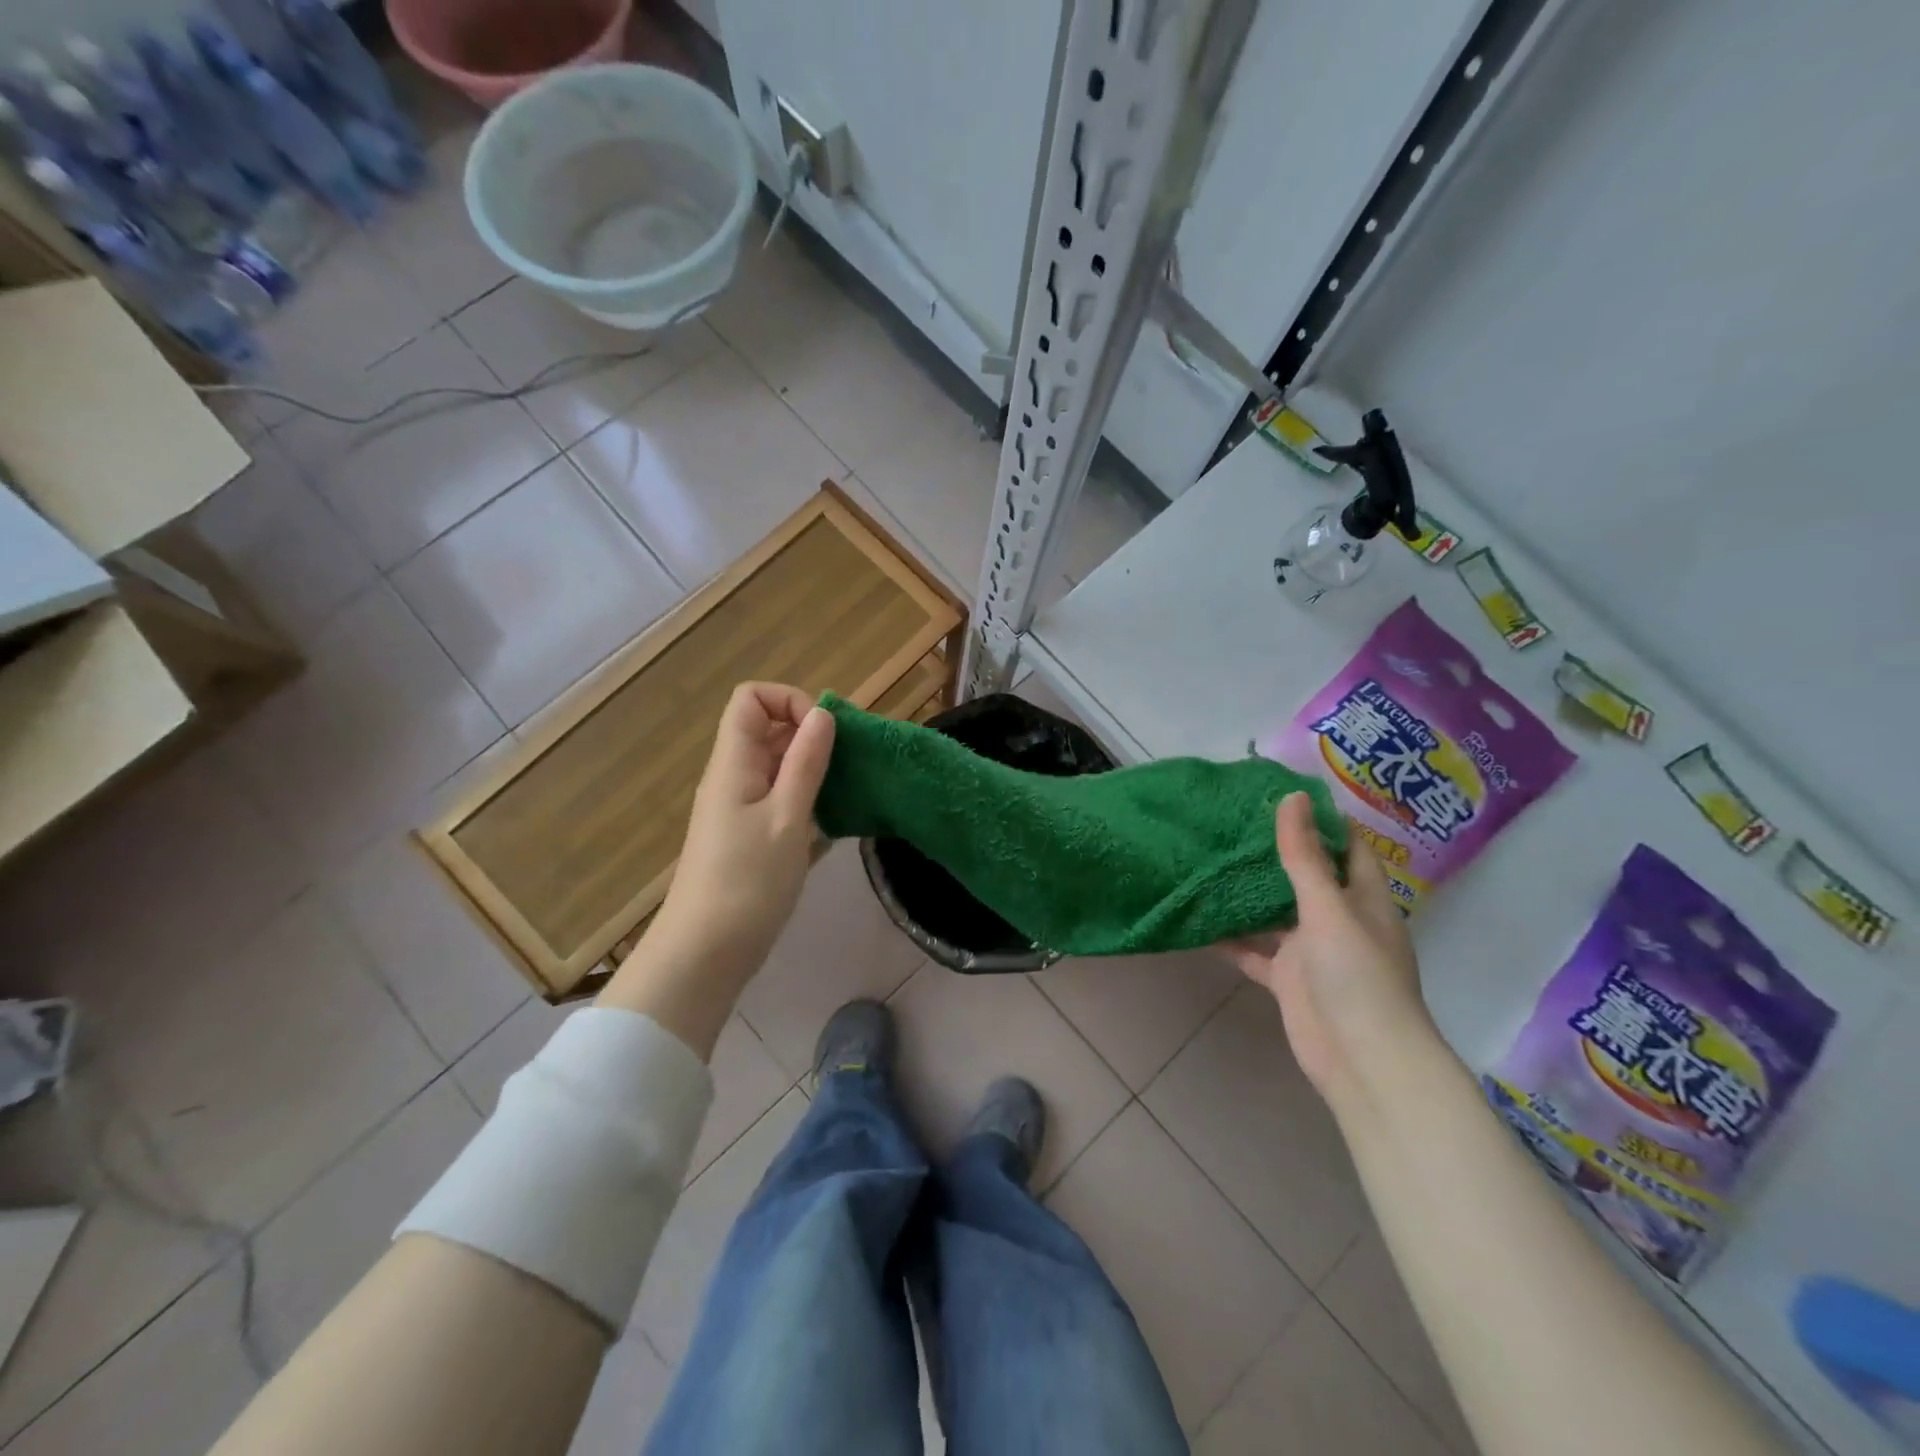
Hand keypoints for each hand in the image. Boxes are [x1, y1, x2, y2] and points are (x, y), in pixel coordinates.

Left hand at [647, 682, 835, 981]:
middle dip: (811, 736)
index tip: (824, 733)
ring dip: (814, 770)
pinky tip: (834, 824)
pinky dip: (808, 801)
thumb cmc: (747, 883)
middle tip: (850, 764)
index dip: (790, 701)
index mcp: (734, 764)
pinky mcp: (750, 837)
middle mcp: (734, 778)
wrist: (705, 954)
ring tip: (848, 792)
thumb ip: (806, 764)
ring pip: (778, 767)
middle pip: (768, 730)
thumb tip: (823, 714)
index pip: (751, 699)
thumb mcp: (786, 818)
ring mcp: (740, 809)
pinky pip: (780, 799)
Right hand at [1225, 793, 1434, 1116]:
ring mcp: (1311, 951)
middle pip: (1307, 876)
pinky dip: (1231, 938)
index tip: (1281, 792)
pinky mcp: (1287, 979)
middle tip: (1231, 820)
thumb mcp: (1328, 908)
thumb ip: (1304, 857)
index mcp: (1363, 898)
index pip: (1347, 847)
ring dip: (1248, 893)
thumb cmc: (1357, 975)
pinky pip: (1254, 951)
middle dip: (1275, 851)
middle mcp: (1338, 919)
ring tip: (1209, 859)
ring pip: (1275, 913)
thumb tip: (1293, 796)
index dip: (1321, 819)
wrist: (1363, 1060)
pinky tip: (1199, 919)